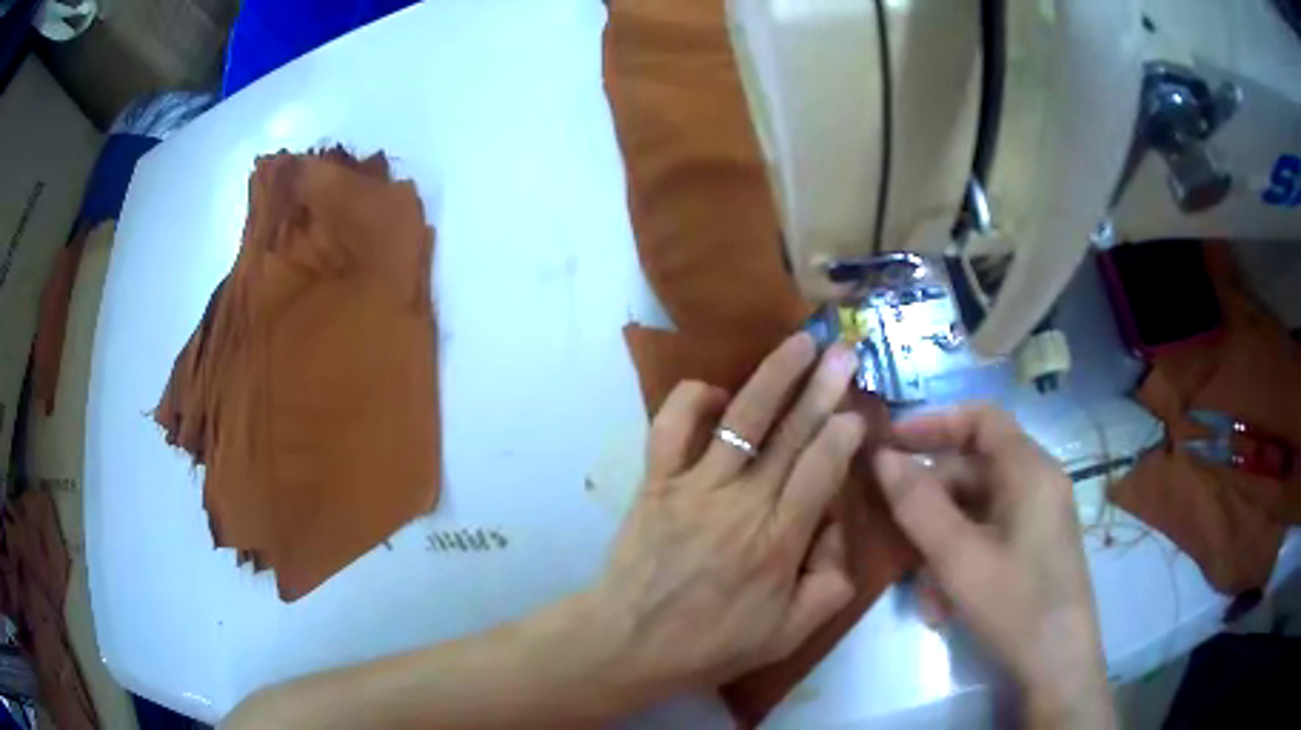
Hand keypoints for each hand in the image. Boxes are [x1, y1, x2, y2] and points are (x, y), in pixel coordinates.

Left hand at [591, 333, 865, 700]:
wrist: (629, 642)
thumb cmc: (711, 643)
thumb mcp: (788, 634)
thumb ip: (829, 585)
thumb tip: (837, 529)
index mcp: (778, 542)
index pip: (821, 472)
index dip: (842, 436)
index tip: (858, 411)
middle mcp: (741, 503)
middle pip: (790, 435)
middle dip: (822, 388)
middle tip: (844, 350)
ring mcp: (694, 486)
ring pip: (742, 420)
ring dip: (773, 376)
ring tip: (799, 342)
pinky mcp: (657, 482)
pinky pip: (670, 428)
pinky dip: (690, 400)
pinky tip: (716, 391)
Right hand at [874, 404, 1113, 729]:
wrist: (1057, 666)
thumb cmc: (1015, 605)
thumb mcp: (958, 558)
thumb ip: (918, 505)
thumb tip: (882, 457)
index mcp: (1029, 470)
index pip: (981, 417)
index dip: (934, 422)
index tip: (890, 444)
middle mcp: (1037, 483)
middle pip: (974, 467)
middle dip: (930, 498)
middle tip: (892, 529)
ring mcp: (1037, 518)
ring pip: (976, 509)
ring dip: (941, 540)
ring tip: (920, 587)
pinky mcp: (1033, 548)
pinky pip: (988, 536)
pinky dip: (960, 559)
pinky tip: (942, 603)